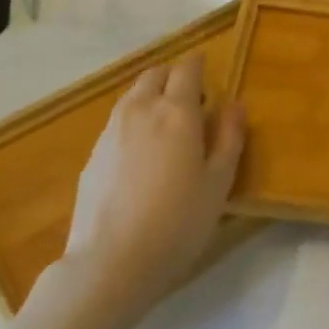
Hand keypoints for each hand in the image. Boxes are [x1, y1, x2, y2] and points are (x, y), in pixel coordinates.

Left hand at [63, 53, 244, 309]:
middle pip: (155, 74)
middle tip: (192, 105)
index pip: (187, 69)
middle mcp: (141, 110)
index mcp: (177, 111)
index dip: (199, 66)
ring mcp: (111, 131)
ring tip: (167, 131)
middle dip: (174, 78)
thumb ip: (230, 137)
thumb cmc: (178, 222)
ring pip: (133, 96)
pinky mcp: (93, 155)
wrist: (111, 262)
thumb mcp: (219, 182)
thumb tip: (235, 105)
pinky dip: (134, 123)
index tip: (210, 76)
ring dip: (152, 98)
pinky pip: (118, 122)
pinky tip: (142, 159)